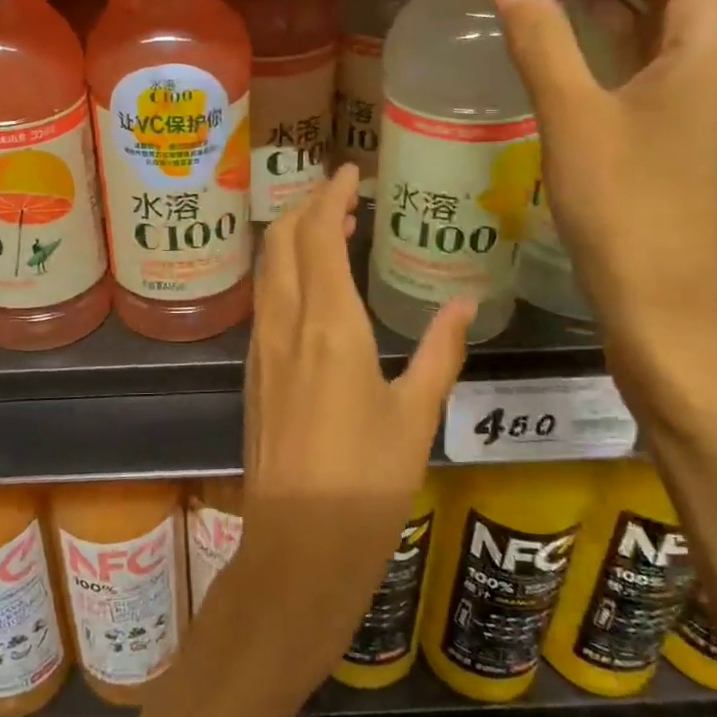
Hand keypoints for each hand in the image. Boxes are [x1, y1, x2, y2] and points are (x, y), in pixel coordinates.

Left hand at [232, 165, 472, 688]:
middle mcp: (286, 326)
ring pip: (268, 271)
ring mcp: (262, 349)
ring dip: (292, 238)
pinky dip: (284, 274)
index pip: (317, 236)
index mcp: (329, 326)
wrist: (298, 544)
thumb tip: (463, 304)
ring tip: (329, 229)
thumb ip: (440, 352)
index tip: (350, 171)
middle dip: (306, 206)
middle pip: (282, 242)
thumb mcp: (417, 416)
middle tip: (340, 193)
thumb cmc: (367, 483)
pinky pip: (265, 302)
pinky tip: (310, 287)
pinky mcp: (254, 373)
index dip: (330, 196)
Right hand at [490, 0, 716, 348]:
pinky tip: (577, 16)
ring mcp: (710, 88)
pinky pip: (657, 47)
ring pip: (668, 8)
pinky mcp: (687, 119)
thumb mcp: (574, 116)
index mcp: (715, 35)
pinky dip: (619, 22)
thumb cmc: (625, 206)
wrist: (665, 300)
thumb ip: (540, 38)